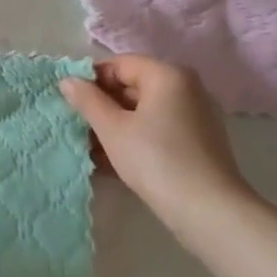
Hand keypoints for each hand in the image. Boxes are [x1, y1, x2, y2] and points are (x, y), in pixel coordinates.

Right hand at [60, 55, 247, 210]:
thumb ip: (87, 100)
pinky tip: (111, 160)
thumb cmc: (155, 159)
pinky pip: (157, 129)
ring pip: (143, 111)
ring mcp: (194, 116)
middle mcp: (186, 88)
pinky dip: (134, 137)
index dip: (91, 79)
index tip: (69, 100)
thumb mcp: (112, 128)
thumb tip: (68, 80)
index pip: (119, 64)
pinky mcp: (197, 142)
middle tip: (77, 125)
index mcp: (168, 75)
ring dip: (115, 124)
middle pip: (132, 86)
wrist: (209, 211)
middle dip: (102, 104)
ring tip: (89, 146)